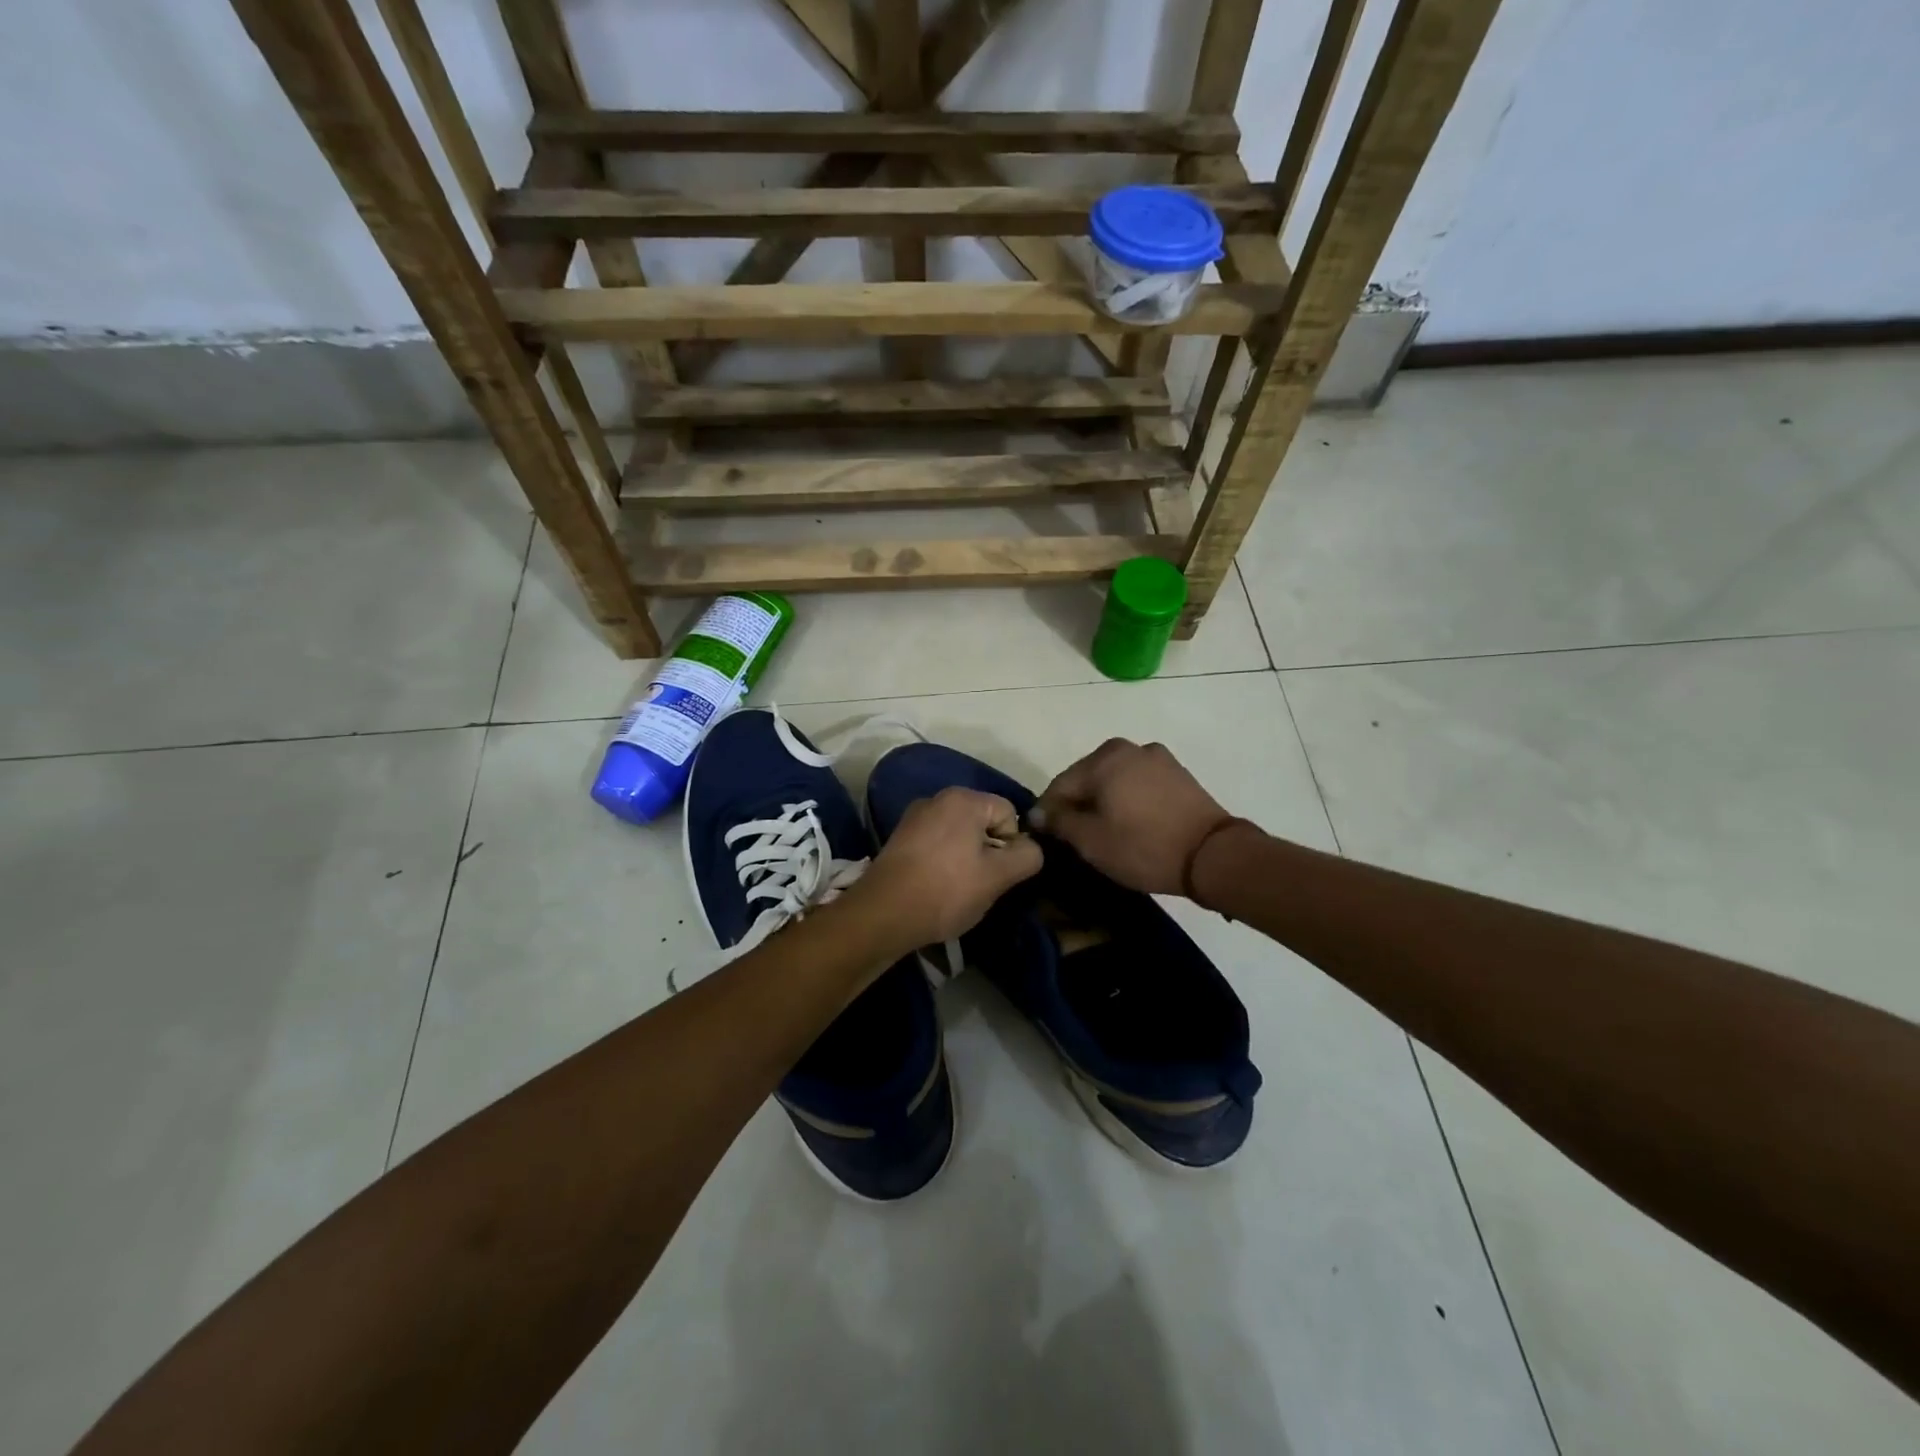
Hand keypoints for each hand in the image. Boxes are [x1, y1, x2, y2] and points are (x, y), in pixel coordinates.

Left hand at [854, 787, 1042, 949]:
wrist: (883, 914)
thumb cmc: (946, 891)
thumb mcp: (998, 877)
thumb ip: (1027, 856)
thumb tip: (1032, 848)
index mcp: (964, 798)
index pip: (1009, 813)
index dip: (1012, 845)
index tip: (1000, 874)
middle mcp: (937, 798)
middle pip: (983, 822)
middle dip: (989, 852)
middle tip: (982, 884)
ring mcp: (915, 817)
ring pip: (960, 835)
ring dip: (966, 859)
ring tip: (958, 889)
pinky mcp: (900, 838)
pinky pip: (936, 844)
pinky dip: (943, 862)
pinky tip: (937, 887)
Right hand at [1034, 739, 1239, 895]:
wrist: (1213, 856)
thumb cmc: (1143, 847)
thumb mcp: (1091, 841)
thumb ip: (1059, 823)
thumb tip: (1038, 814)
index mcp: (1103, 758)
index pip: (1060, 785)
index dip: (1048, 814)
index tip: (1045, 839)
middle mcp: (1129, 748)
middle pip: (1088, 778)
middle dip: (1078, 805)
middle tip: (1075, 839)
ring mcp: (1157, 758)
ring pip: (1114, 781)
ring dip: (1104, 803)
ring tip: (1105, 833)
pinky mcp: (1178, 774)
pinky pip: (1139, 785)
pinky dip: (1129, 801)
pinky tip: (1132, 825)